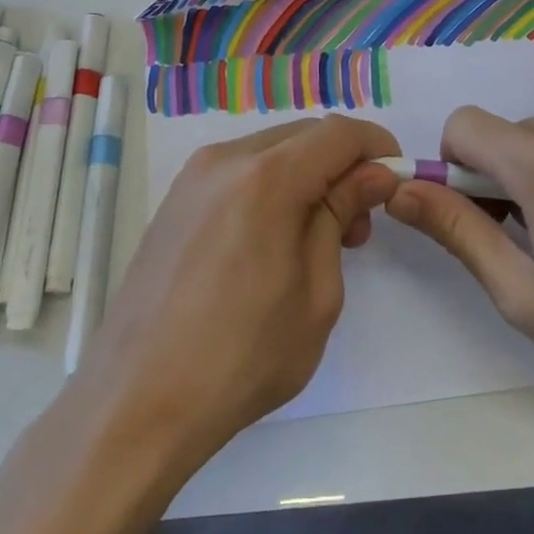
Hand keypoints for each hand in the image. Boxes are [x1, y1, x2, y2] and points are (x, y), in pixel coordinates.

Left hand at [80, 115, 399, 463]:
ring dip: (307, 176)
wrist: (138, 401)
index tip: (395, 183)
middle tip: (358, 225)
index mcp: (266, 178)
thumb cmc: (242, 357)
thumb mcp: (317, 293)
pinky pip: (239, 172)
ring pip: (271, 152)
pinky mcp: (175, 201)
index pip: (339, 133)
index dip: (377, 148)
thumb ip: (341, 216)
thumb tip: (372, 175)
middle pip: (304, 135)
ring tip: (319, 238)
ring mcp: (193, 178)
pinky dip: (272, 187)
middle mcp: (225, 160)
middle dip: (343, 165)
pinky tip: (274, 239)